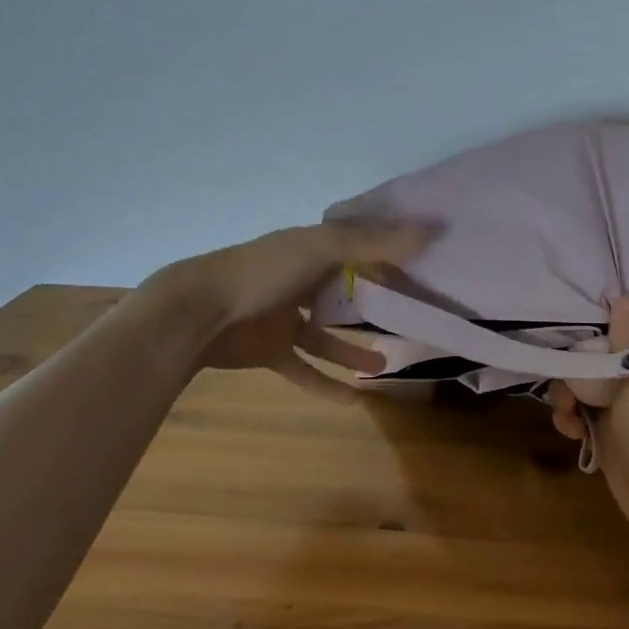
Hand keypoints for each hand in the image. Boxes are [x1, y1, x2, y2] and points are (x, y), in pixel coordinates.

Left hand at [163, 220, 437, 399]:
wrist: (196, 312)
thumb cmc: (262, 272)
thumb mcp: (322, 248)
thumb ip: (375, 243)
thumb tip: (432, 230)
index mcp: (310, 249)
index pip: (359, 248)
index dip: (389, 255)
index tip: (423, 266)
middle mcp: (299, 281)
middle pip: (344, 292)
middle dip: (374, 305)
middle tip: (409, 318)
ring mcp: (283, 318)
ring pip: (327, 335)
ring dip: (354, 350)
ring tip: (386, 363)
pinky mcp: (270, 351)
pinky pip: (305, 369)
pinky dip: (327, 383)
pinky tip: (355, 399)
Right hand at [548, 297, 628, 557]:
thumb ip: (627, 339)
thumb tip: (624, 295)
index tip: (603, 289)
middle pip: (609, 344)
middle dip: (582, 351)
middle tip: (567, 361)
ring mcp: (626, 403)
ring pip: (587, 378)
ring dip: (569, 390)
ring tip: (568, 409)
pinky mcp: (608, 430)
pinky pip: (581, 410)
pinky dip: (571, 417)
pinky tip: (572, 430)